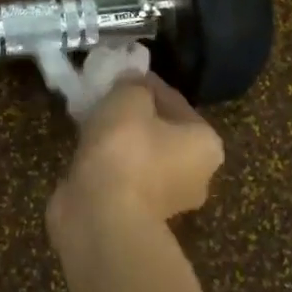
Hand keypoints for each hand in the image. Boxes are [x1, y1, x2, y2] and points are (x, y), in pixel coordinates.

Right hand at [47, 75, 224, 235]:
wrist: (100, 217)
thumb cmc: (125, 151)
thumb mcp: (128, 99)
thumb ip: (132, 83)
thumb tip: (131, 83)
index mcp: (206, 144)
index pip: (174, 100)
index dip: (143, 82)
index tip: (118, 74)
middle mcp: (196, 174)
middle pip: (160, 130)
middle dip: (132, 114)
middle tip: (102, 98)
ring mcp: (166, 200)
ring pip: (140, 155)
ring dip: (118, 140)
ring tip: (88, 121)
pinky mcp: (136, 215)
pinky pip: (122, 176)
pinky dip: (107, 164)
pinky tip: (85, 151)